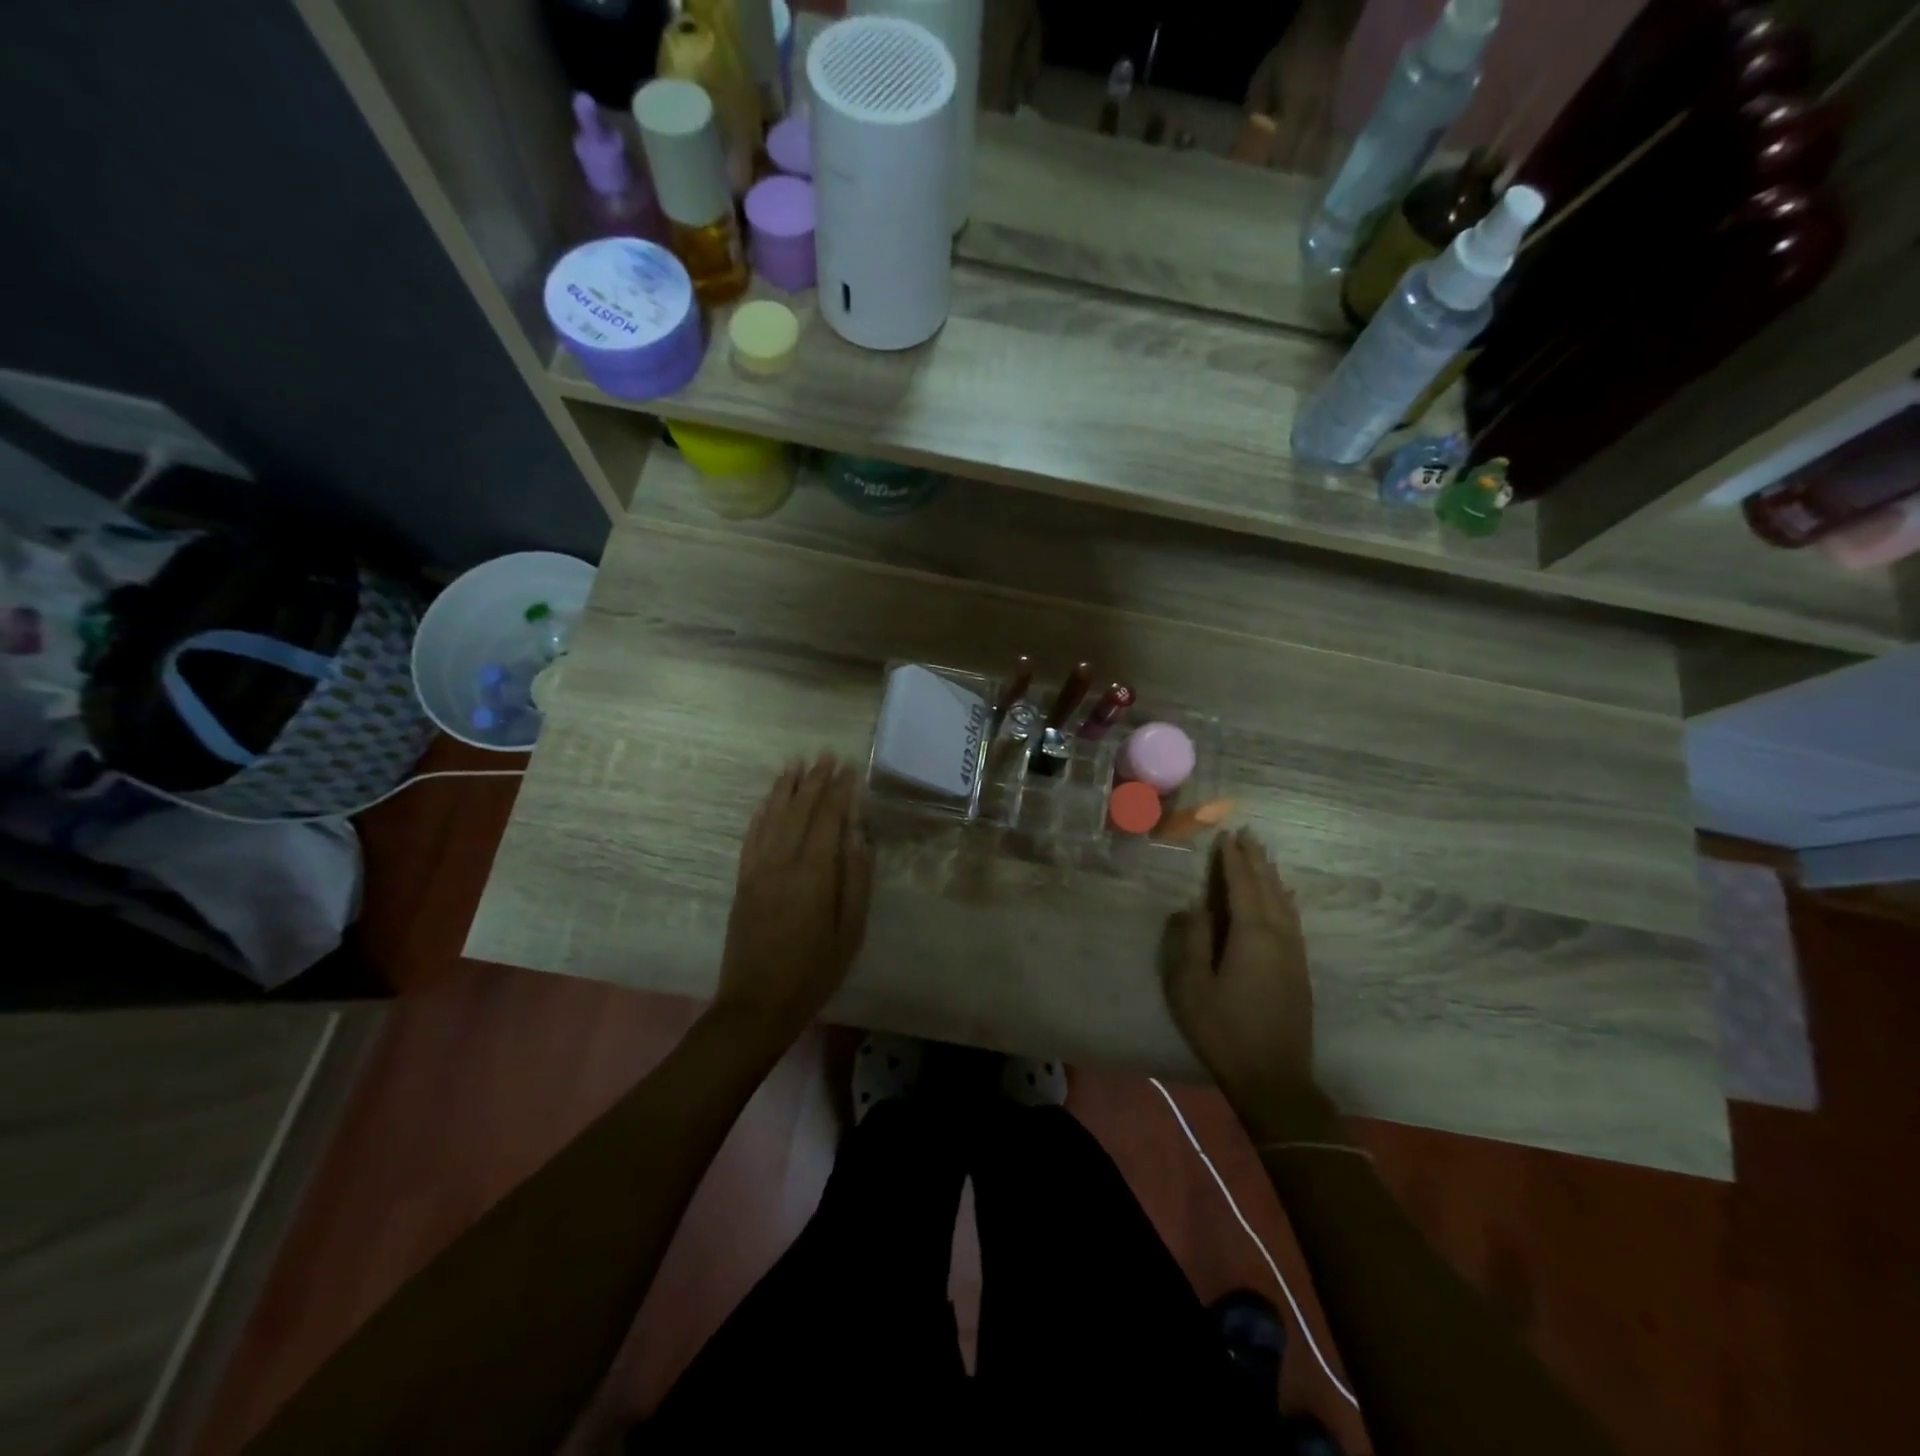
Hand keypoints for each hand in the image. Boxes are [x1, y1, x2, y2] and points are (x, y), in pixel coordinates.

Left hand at [714, 756, 873, 1046]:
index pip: (827, 820)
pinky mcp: (742, 882)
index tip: (848, 769)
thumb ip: (856, 879)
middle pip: (799, 811)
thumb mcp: (851, 930)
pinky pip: (751, 838)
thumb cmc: (815, 970)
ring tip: (795, 765)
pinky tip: (767, 802)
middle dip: (814, 781)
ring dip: (784, 789)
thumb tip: (859, 835)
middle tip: (825, 756)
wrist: (758, 1004)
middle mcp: (782, 863)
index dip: (838, 792)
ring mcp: (757, 871)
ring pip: (771, 818)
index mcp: (813, 874)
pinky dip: (760, 815)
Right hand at [1161, 829, 1322, 1133]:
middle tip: (1248, 834)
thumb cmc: (1224, 1030)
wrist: (1274, 1078)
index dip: (1232, 860)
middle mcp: (1279, 936)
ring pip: (1285, 903)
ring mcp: (1294, 954)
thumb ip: (1191, 939)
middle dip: (1256, 860)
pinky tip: (1285, 899)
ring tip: (1264, 857)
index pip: (1241, 886)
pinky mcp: (1300, 970)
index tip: (1226, 836)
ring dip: (1272, 876)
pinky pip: (1293, 920)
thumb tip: (1193, 907)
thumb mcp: (1191, 985)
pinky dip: (1285, 900)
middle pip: (1268, 888)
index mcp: (1251, 935)